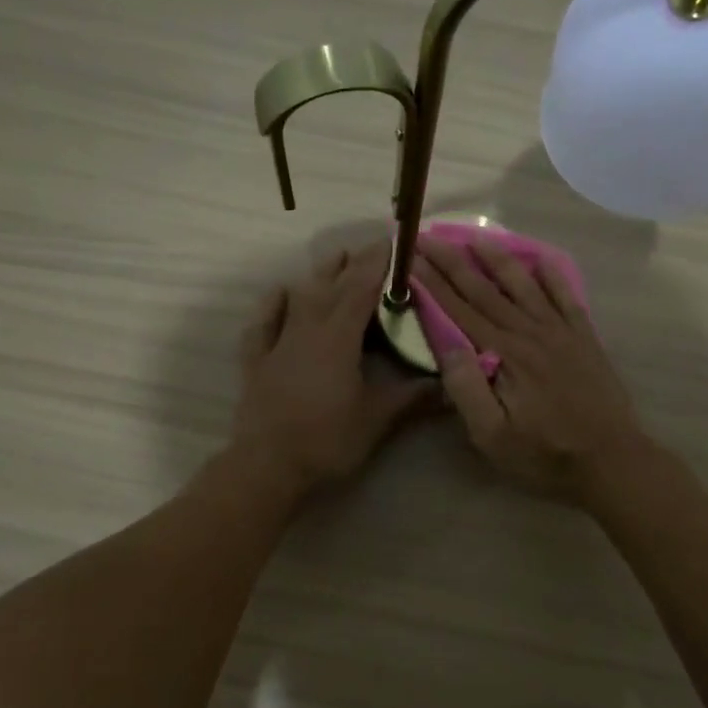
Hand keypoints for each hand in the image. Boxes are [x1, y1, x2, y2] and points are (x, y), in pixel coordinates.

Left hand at [229, 244, 438, 497]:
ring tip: (336, 257)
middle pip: (332, 285)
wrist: (267, 466)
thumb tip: (449, 385)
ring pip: (301, 296)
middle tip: (373, 246)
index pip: (363, 287)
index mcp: (338, 337)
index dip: (380, 263)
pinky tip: (281, 291)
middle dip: (354, 262)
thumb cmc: (326, 440)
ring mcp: (279, 342)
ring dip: (320, 275)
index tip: (397, 241)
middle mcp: (307, 328)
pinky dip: (275, 303)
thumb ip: (412, 397)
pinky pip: (264, 321)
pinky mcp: (258, 360)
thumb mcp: (377, 419)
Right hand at [412, 237, 652, 501]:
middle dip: (454, 261)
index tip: (411, 258)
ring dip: (497, 257)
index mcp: (505, 354)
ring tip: (475, 235)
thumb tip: (447, 344)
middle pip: (485, 289)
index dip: (433, 283)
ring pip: (523, 284)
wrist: (611, 460)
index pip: (460, 310)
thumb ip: (467, 390)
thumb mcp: (493, 436)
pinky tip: (539, 260)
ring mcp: (561, 331)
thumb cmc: (545, 455)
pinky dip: (551, 275)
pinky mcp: (584, 337)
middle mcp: (531, 332)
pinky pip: (565, 296)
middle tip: (429, 237)